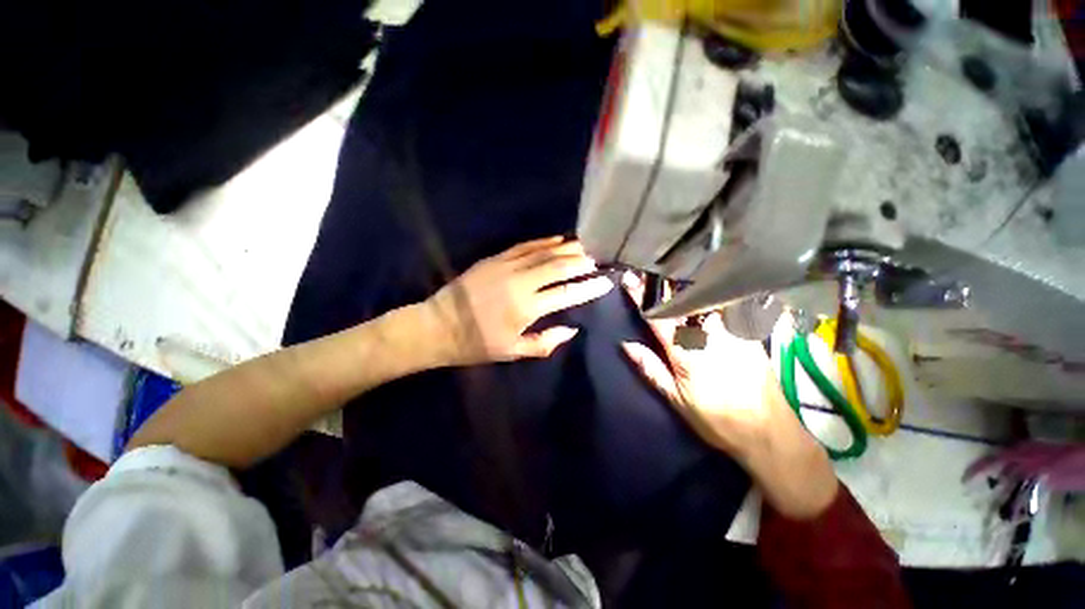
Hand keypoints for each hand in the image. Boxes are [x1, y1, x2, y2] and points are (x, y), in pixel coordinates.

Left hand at [426, 237, 613, 365]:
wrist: (438, 325)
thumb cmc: (476, 344)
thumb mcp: (512, 352)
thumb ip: (544, 342)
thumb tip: (571, 328)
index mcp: (525, 308)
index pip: (566, 293)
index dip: (588, 287)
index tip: (606, 281)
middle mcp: (520, 282)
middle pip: (558, 266)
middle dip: (582, 262)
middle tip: (598, 259)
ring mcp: (506, 266)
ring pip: (544, 252)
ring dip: (567, 248)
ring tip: (585, 246)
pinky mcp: (494, 258)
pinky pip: (524, 246)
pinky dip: (544, 242)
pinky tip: (557, 239)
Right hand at [620, 274, 837, 517]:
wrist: (770, 432)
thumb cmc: (717, 419)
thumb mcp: (676, 400)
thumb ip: (651, 369)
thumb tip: (626, 345)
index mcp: (686, 352)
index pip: (658, 316)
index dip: (641, 297)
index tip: (629, 278)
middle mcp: (709, 335)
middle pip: (684, 299)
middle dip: (664, 281)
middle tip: (651, 267)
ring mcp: (732, 332)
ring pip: (707, 298)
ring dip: (688, 282)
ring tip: (676, 269)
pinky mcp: (749, 333)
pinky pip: (727, 305)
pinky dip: (713, 292)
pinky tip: (709, 285)